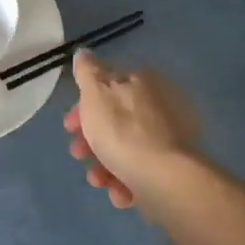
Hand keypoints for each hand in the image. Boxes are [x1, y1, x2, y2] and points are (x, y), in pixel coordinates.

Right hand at [63, 50, 199, 209]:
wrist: (163, 178)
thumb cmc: (123, 130)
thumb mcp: (96, 93)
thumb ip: (88, 72)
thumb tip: (84, 52)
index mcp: (144, 82)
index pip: (108, 88)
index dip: (83, 107)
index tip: (69, 126)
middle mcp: (162, 105)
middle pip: (116, 120)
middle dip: (92, 140)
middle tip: (78, 154)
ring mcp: (171, 137)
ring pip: (126, 149)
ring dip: (105, 166)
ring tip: (99, 180)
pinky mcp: (175, 168)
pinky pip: (143, 170)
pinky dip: (127, 181)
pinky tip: (120, 192)